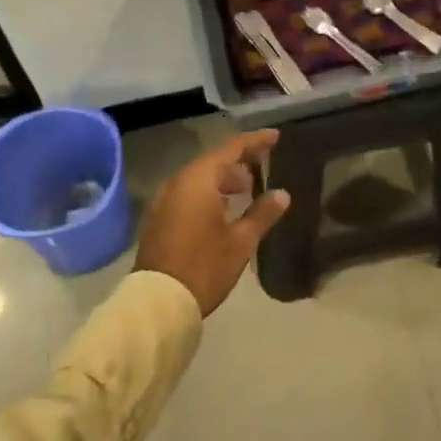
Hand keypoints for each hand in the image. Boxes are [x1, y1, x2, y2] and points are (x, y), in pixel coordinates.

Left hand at [135, 129, 290, 315]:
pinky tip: (222, 209)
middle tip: (262, 167)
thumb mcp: (241, 241)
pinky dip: (208, 193)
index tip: (275, 137)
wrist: (158, 303)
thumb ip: (263, 213)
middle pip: (213, 161)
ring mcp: (164, 201)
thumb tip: (282, 194)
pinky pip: (188, 193)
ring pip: (199, 178)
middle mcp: (178, 183)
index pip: (232, 148)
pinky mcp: (159, 219)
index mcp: (199, 180)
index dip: (255, 141)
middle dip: (239, 162)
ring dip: (222, 179)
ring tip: (245, 190)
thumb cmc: (204, 266)